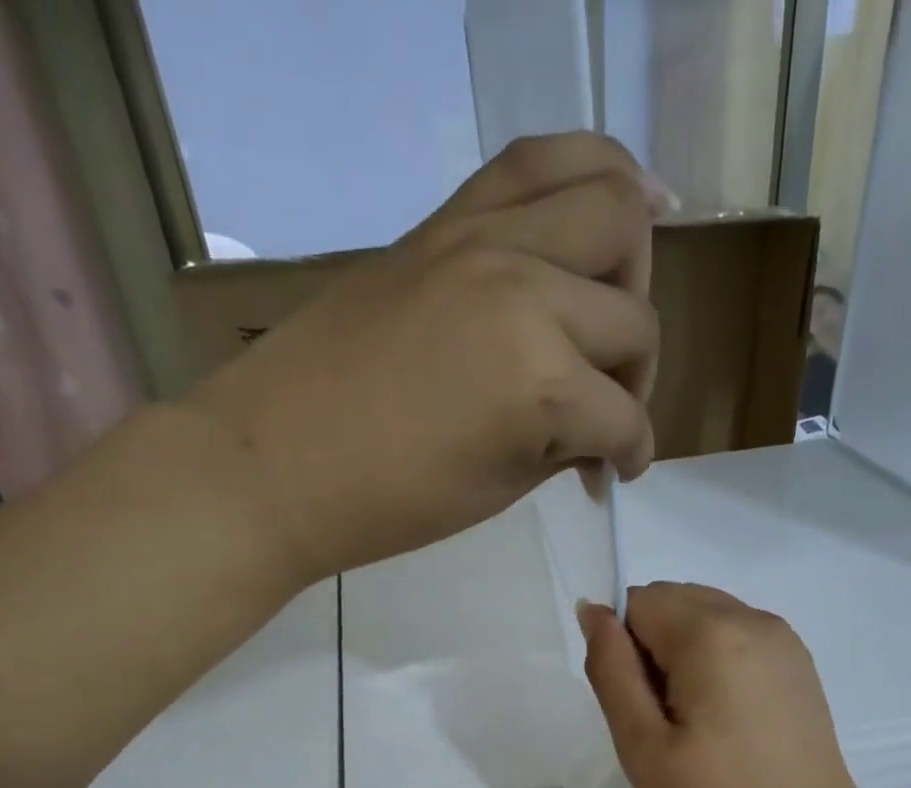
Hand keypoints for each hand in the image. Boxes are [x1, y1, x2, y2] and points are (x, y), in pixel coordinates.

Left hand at [186, 133, 671, 585]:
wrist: (275, 462)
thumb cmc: (388, 504)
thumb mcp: (497, 490)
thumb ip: (562, 447)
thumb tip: (598, 438)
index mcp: (539, 384)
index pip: (623, 418)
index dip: (630, 454)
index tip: (614, 474)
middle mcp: (527, 293)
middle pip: (633, 316)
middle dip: (635, 373)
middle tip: (604, 403)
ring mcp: (484, 241)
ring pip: (610, 207)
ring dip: (630, 268)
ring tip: (614, 304)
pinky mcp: (445, 220)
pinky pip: (537, 161)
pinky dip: (594, 175)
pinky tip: (622, 202)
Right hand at [580, 583, 881, 787]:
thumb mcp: (643, 745)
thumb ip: (611, 670)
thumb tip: (592, 611)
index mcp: (712, 634)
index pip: (638, 602)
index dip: (624, 650)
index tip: (641, 707)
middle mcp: (753, 619)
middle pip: (673, 601)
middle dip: (652, 647)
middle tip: (665, 721)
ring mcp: (783, 640)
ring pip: (705, 617)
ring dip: (683, 654)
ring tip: (697, 723)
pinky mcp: (798, 664)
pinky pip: (737, 637)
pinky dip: (715, 662)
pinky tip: (727, 720)